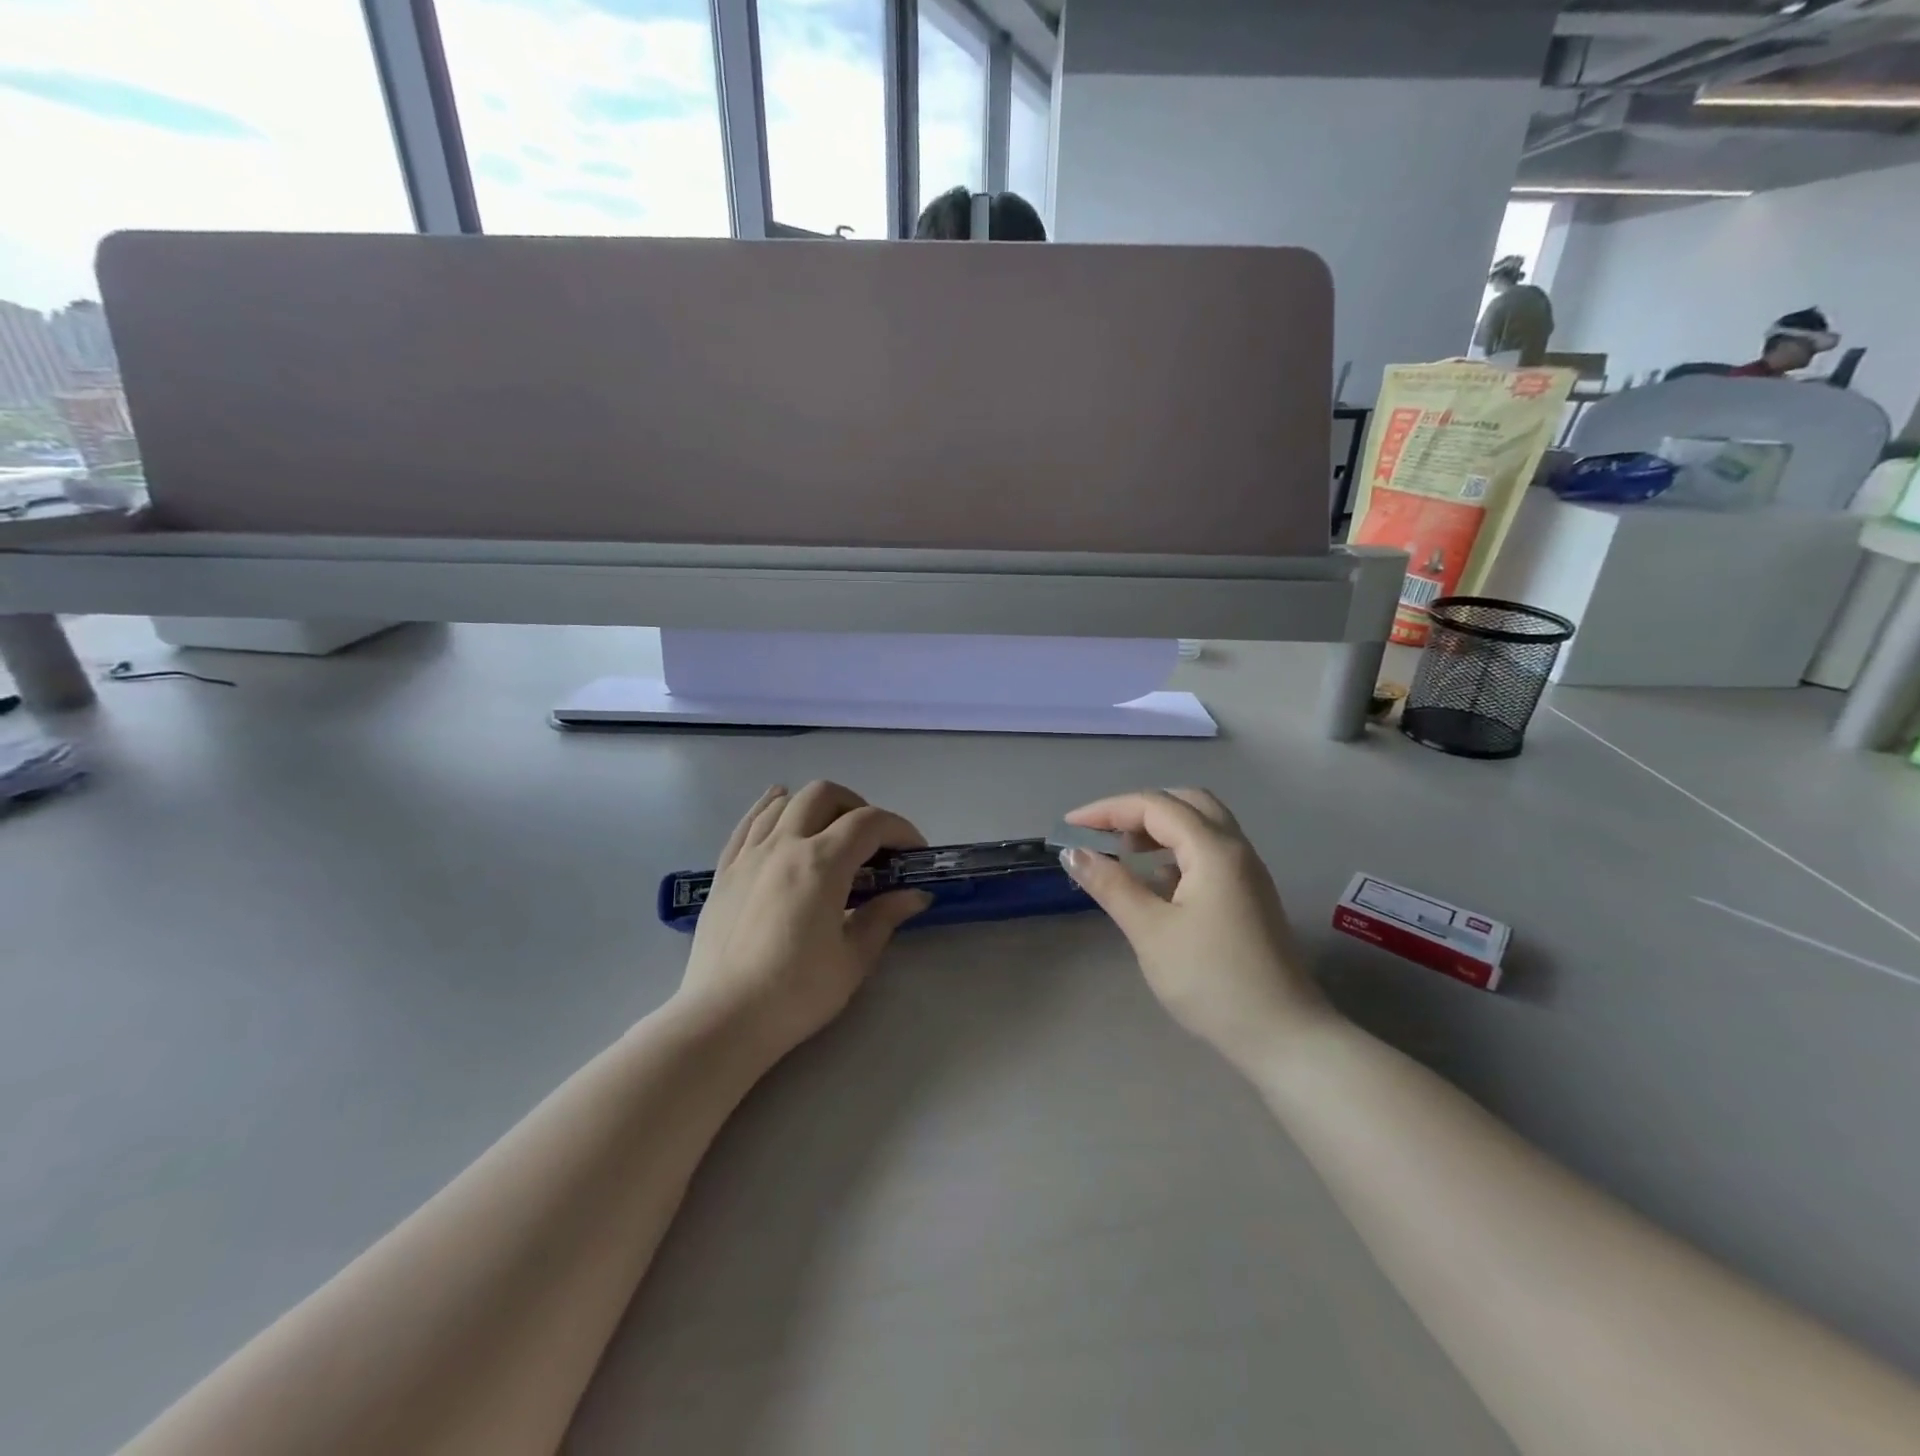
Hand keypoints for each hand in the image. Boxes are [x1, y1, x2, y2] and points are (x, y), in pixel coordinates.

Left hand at [676, 781, 930, 1060]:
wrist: (723, 1019)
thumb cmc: (796, 993)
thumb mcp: (853, 959)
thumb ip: (884, 916)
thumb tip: (915, 895)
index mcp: (822, 863)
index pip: (869, 823)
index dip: (900, 829)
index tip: (913, 853)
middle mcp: (784, 845)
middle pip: (824, 795)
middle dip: (857, 807)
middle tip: (872, 841)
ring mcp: (750, 854)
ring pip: (784, 801)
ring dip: (816, 806)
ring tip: (830, 831)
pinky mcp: (724, 870)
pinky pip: (749, 822)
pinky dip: (771, 807)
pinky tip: (780, 808)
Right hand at [1060, 789, 1328, 1068]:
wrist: (1282, 1036)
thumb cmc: (1212, 981)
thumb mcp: (1151, 932)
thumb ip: (1111, 885)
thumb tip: (1073, 853)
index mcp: (1214, 850)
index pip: (1155, 806)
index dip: (1107, 810)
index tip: (1069, 828)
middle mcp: (1236, 849)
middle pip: (1185, 803)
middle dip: (1138, 809)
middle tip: (1102, 833)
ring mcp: (1247, 872)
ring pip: (1201, 825)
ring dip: (1159, 828)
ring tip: (1122, 851)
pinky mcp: (1248, 894)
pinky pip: (1209, 851)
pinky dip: (1176, 850)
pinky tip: (1155, 880)